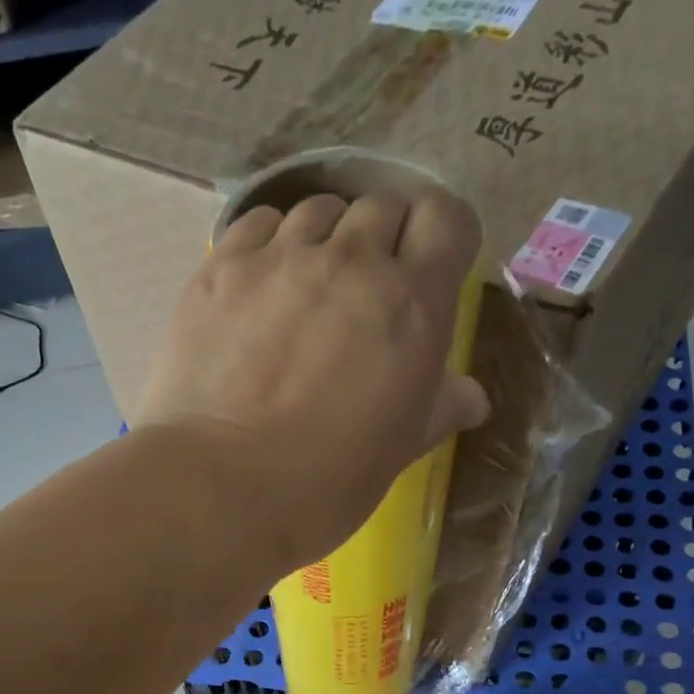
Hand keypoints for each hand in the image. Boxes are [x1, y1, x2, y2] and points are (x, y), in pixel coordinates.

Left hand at [132, 188, 489, 573]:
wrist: (223, 488)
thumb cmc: (326, 484)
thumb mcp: (398, 451)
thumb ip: (438, 408)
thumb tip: (471, 397)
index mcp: (412, 304)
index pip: (447, 218)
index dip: (440, 238)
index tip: (428, 270)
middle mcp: (352, 261)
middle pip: (382, 206)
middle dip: (383, 240)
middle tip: (364, 294)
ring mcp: (282, 257)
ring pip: (319, 209)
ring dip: (326, 239)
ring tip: (307, 290)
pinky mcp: (223, 267)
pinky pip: (260, 223)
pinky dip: (271, 243)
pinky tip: (261, 287)